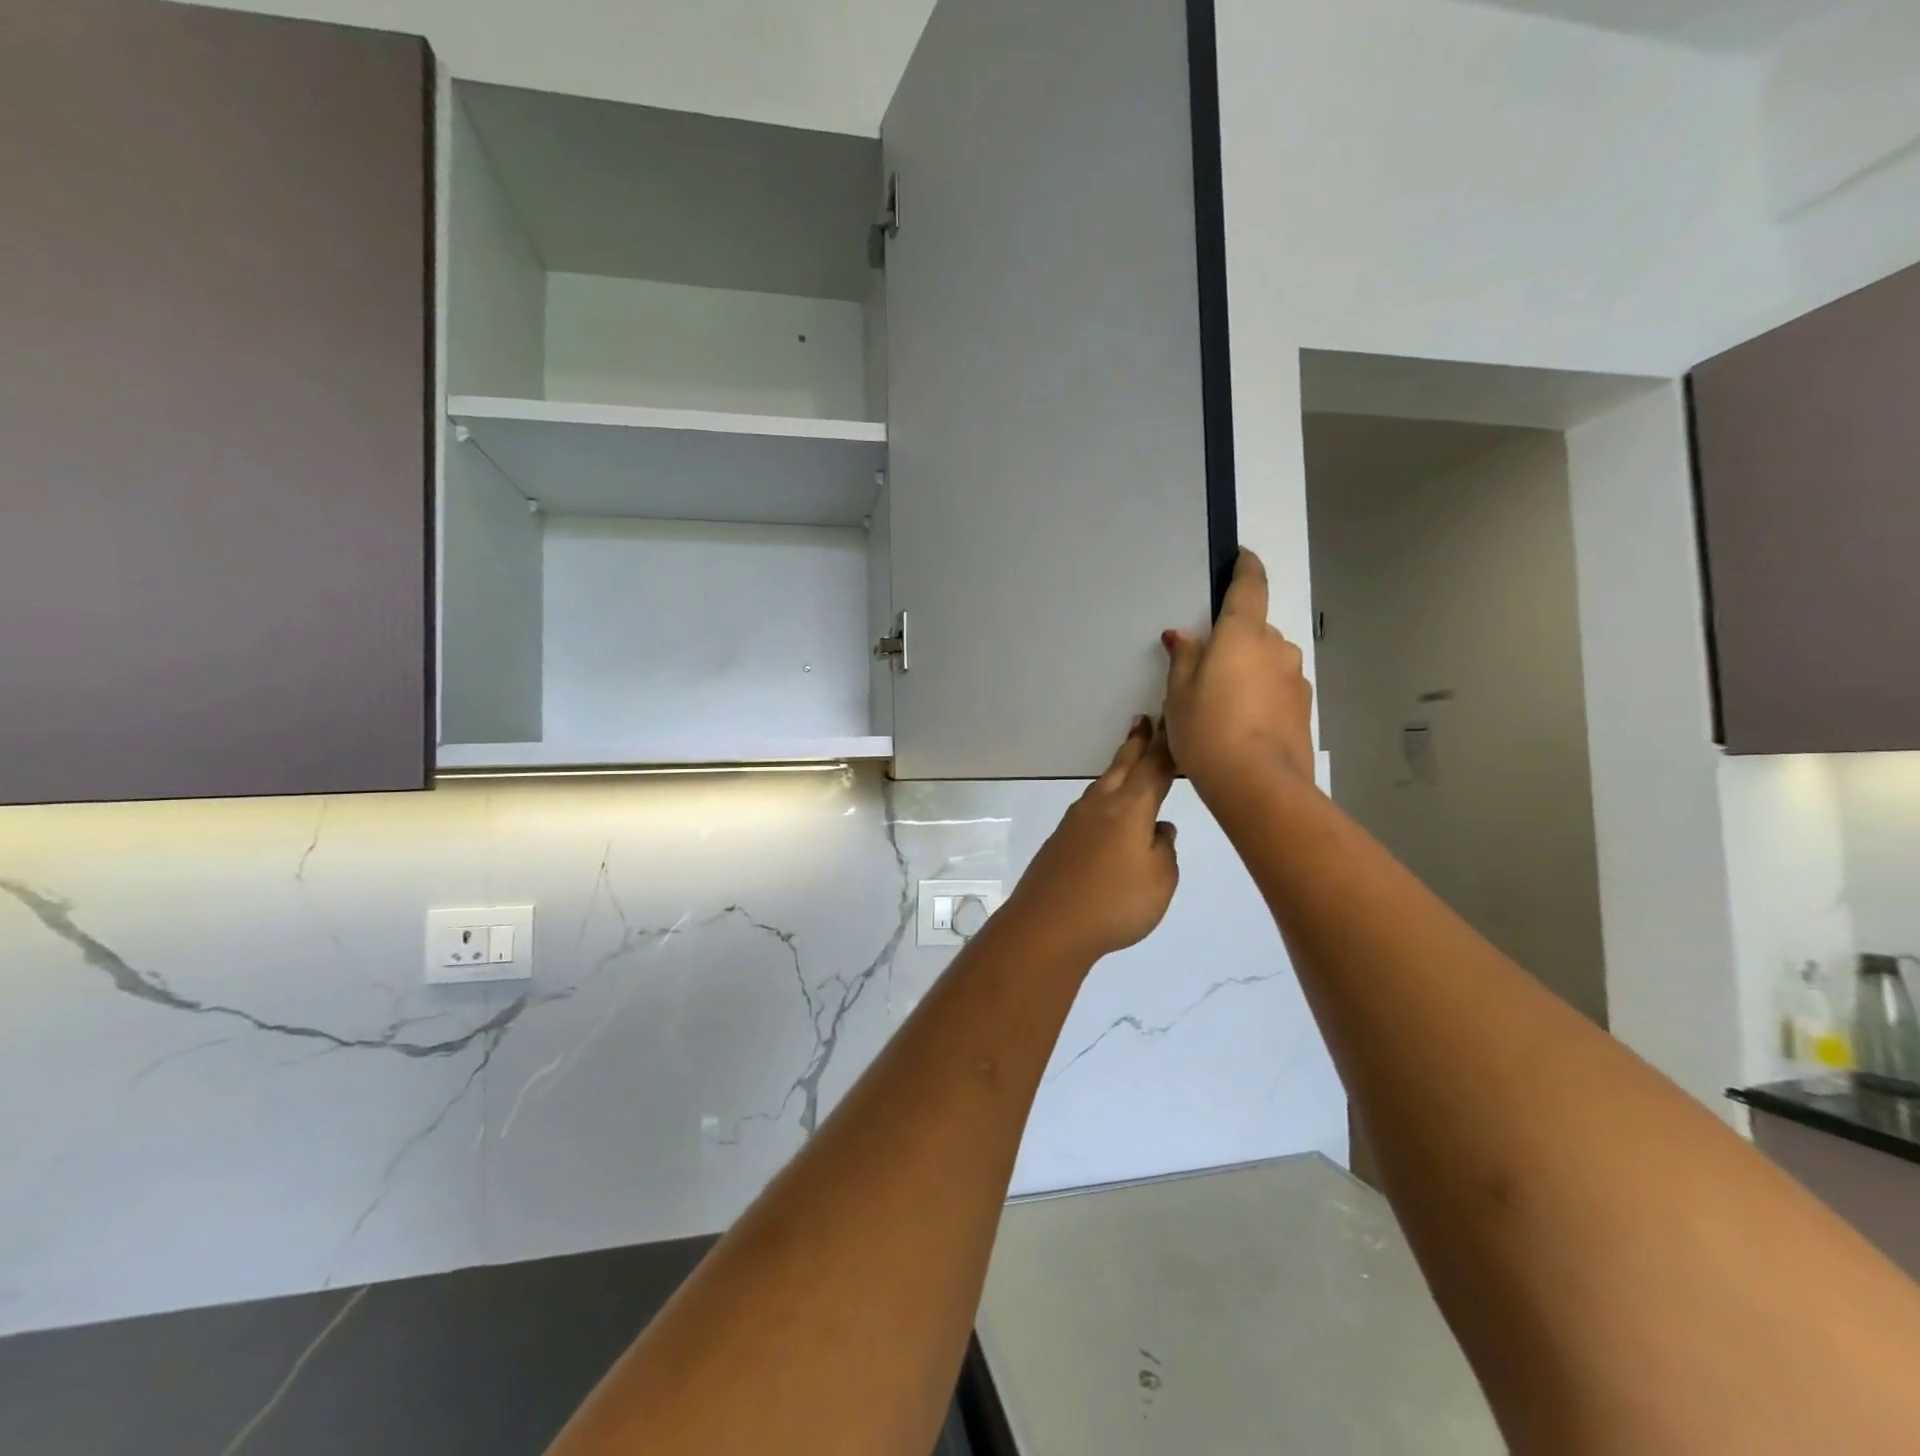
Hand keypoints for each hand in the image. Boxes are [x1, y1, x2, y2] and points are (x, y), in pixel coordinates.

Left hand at [1001, 718, 1180, 962]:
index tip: (1172, 722)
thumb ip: (1164, 850)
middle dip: (1136, 744)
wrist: (1048, 924)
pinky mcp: (1061, 839)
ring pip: (1103, 785)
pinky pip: (1090, 808)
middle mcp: (1101, 804)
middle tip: (1143, 721)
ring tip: (1129, 762)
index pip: (1154, 768)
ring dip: (1119, 770)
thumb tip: (1159, 829)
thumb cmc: (1115, 903)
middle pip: (1122, 766)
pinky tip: (1108, 812)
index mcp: (1130, 807)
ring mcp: (1075, 820)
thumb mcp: (1160, 881)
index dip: (1166, 746)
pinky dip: (1105, 798)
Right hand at [1162, 550, 1314, 793]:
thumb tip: (1186, 637)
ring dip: (1247, 671)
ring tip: (1221, 705)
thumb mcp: (1178, 694)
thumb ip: (1184, 658)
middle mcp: (1276, 648)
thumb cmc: (1207, 730)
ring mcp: (1295, 678)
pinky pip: (1276, 688)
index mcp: (1242, 635)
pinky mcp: (1303, 708)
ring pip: (1267, 661)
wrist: (1258, 784)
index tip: (1240, 557)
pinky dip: (1260, 695)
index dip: (1245, 568)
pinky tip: (1241, 724)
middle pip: (1254, 631)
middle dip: (1233, 641)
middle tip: (1204, 671)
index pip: (1249, 586)